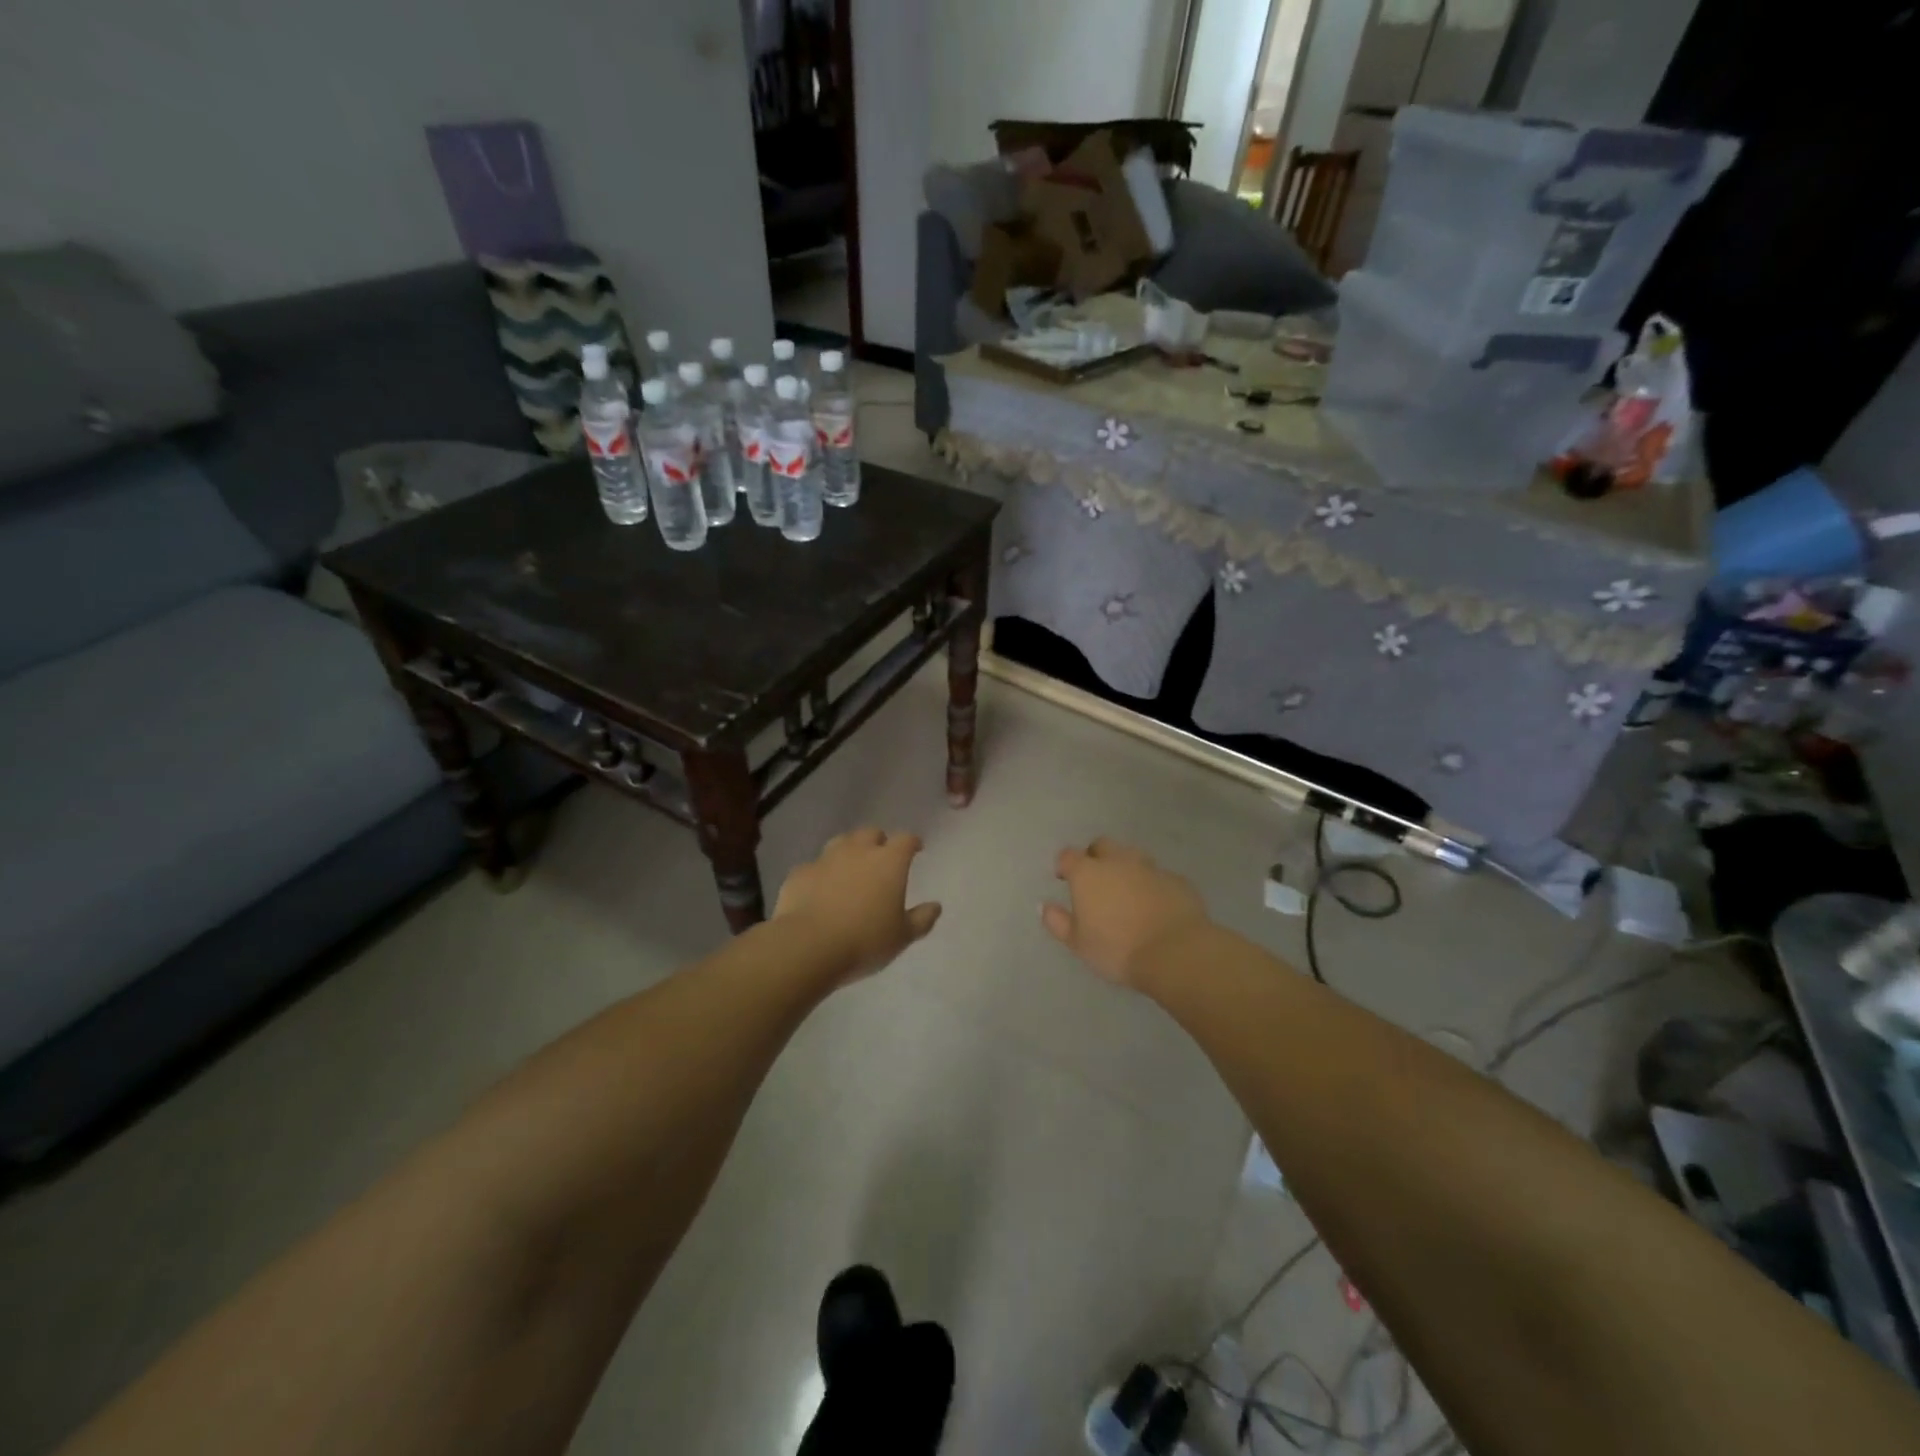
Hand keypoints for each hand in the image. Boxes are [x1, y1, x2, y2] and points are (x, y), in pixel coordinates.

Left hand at [773, 828, 942, 984]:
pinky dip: (821, 874)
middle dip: (878, 841)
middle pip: (870, 833)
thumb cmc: (865, 940)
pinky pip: (814, 866)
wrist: (808, 946)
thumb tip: (936, 906)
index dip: (912, 842)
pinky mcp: (799, 873)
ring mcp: (825, 859)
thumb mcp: (902, 936)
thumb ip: (921, 919)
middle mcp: (858, 851)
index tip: (916, 849)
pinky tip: (819, 890)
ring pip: (840, 842)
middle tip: (881, 858)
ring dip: (848, 850)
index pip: (906, 839)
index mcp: (888, 862)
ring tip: (850, 869)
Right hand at [1042, 837, 1210, 989]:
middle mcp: (1118, 862)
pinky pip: (1158, 876)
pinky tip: (1154, 905)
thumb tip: (1043, 906)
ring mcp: (1150, 868)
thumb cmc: (1117, 948)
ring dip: (1125, 868)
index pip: (1069, 855)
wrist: (1175, 952)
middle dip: (1096, 856)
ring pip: (1133, 857)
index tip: (1064, 878)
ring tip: (1126, 892)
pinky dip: (1151, 885)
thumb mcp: (1078, 943)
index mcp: (1089, 873)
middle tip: (1095, 880)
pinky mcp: (1177, 880)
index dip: (1064, 864)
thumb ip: (1058, 922)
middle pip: (1103, 846)